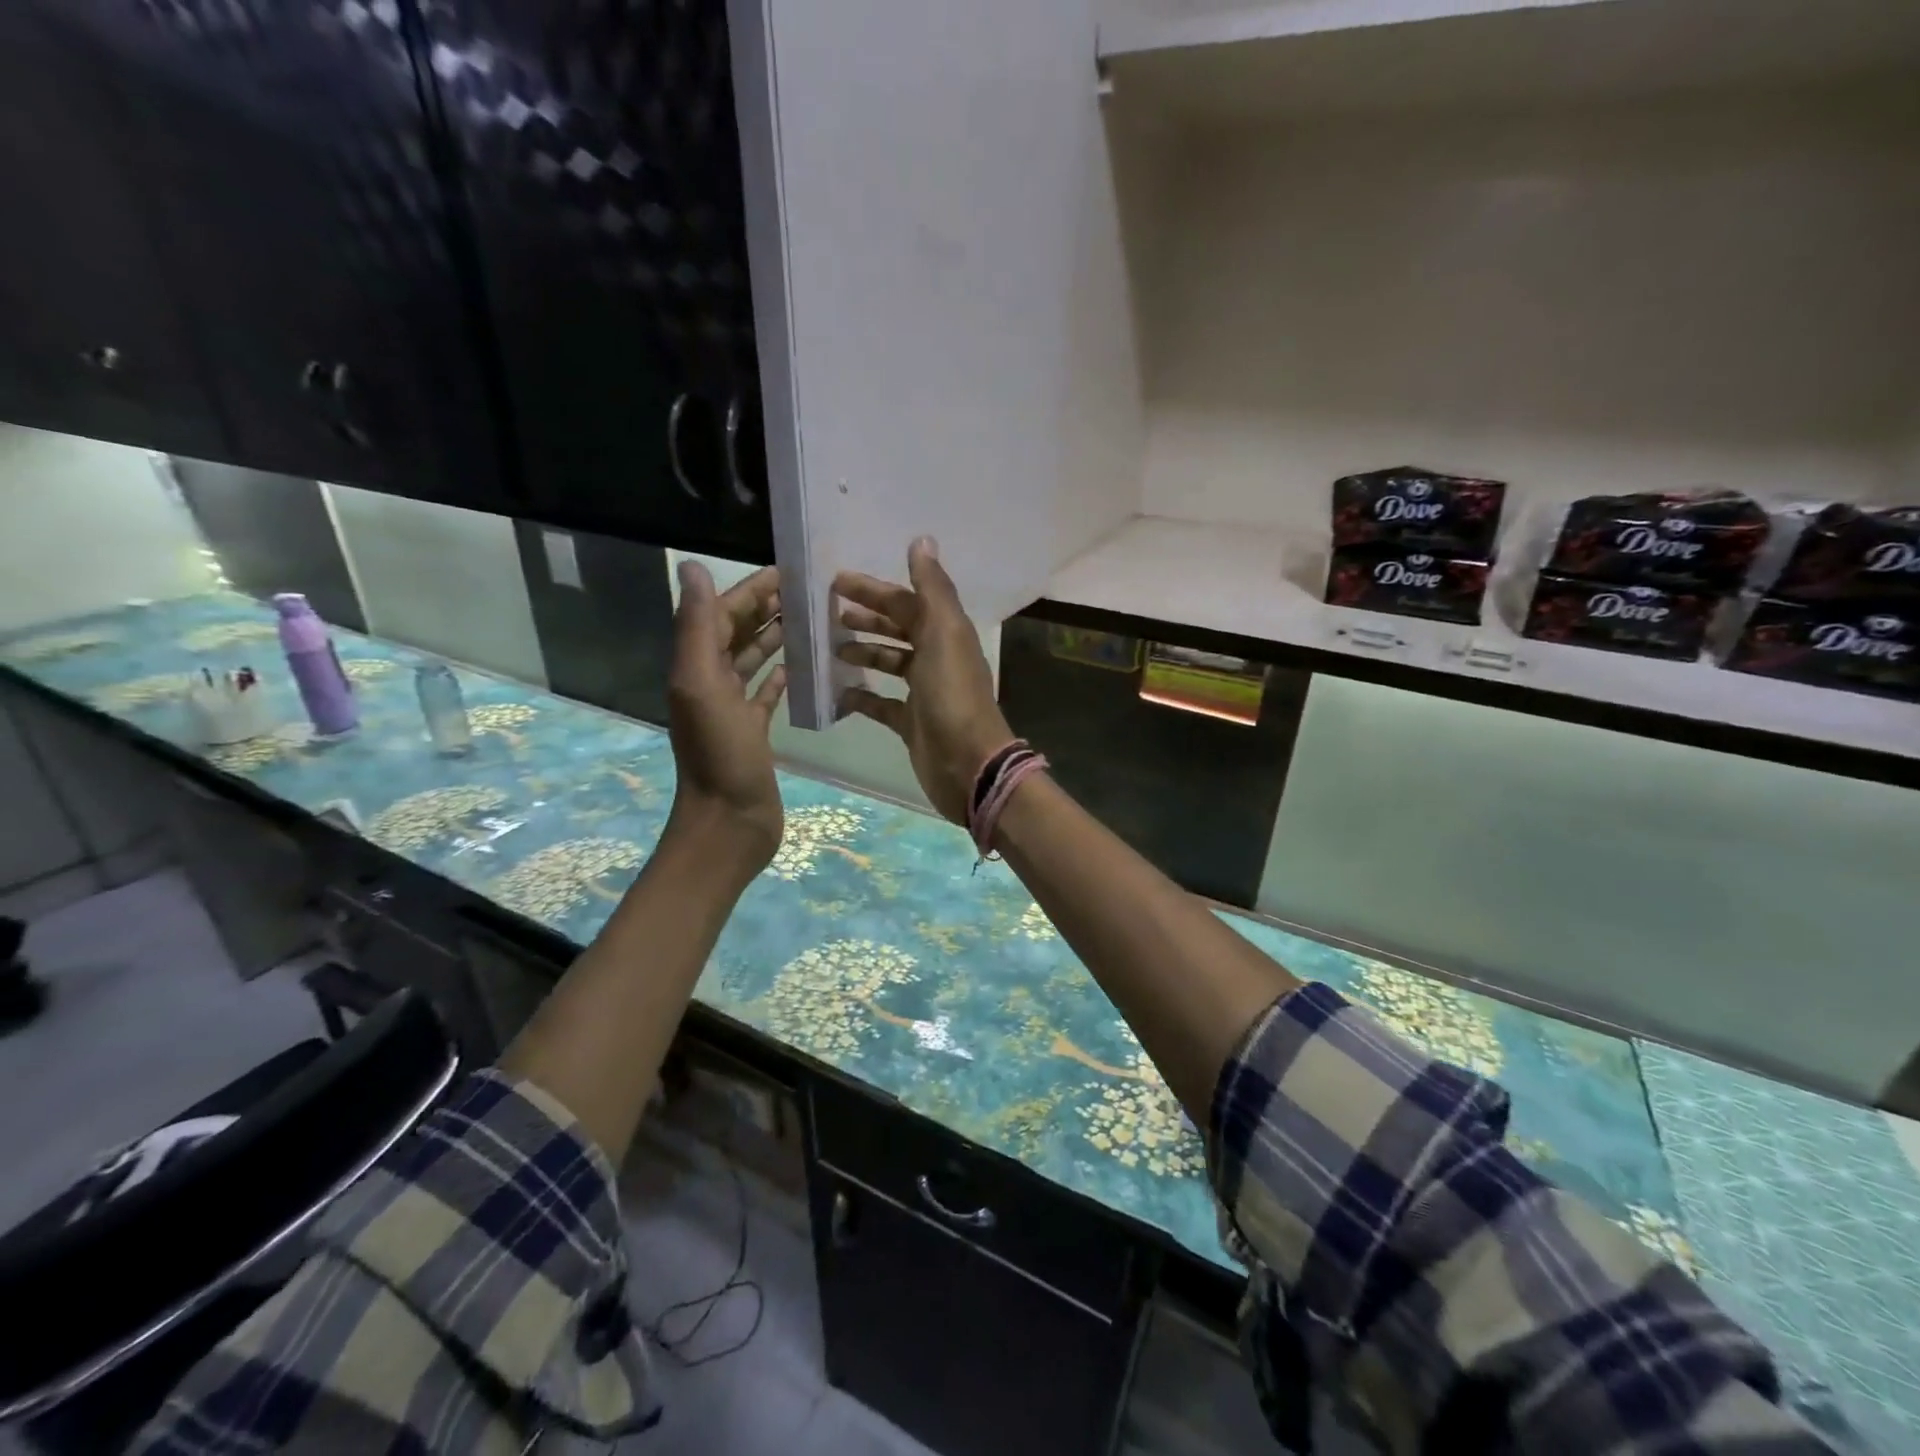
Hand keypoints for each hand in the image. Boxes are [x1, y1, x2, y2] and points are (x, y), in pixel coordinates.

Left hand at [665, 560, 787, 878]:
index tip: (788, 570)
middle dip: (767, 607)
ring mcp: (734, 708)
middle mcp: (712, 682)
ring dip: (777, 637)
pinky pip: (768, 692)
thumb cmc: (720, 755)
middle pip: (739, 632)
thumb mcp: (702, 685)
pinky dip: (783, 674)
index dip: (750, 589)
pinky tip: (802, 664)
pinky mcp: (755, 731)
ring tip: (812, 619)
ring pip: (755, 659)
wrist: (729, 822)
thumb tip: (691, 566)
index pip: (723, 614)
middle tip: (809, 590)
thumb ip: (698, 627)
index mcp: (697, 667)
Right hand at [834, 538, 1014, 824]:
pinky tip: (839, 691)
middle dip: (867, 618)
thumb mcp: (944, 634)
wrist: (967, 763)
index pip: (906, 601)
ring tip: (830, 648)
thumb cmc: (953, 695)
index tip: (836, 581)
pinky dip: (862, 696)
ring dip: (864, 651)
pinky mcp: (912, 722)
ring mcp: (924, 692)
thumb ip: (932, 589)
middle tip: (828, 613)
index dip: (874, 590)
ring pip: (890, 663)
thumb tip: (922, 540)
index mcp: (945, 633)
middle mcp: (936, 658)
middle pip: (898, 629)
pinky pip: (882, 704)